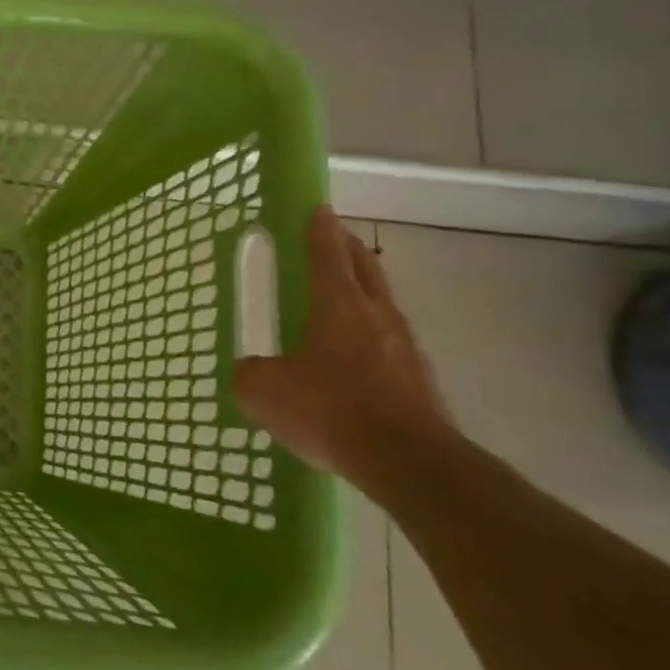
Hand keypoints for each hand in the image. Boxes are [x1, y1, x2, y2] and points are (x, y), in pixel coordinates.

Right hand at [234, 208, 454, 489]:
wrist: (408, 461)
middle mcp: (377, 316)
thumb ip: (250, 373)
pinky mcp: (420, 380)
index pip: (327, 254)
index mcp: (339, 305)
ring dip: (364, 292)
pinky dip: (371, 336)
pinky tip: (355, 358)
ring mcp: (406, 347)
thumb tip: (251, 370)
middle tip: (332, 240)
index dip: (319, 229)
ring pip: (382, 304)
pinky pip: (390, 343)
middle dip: (347, 250)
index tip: (318, 208)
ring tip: (343, 298)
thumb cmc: (330, 410)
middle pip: (364, 269)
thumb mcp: (264, 391)